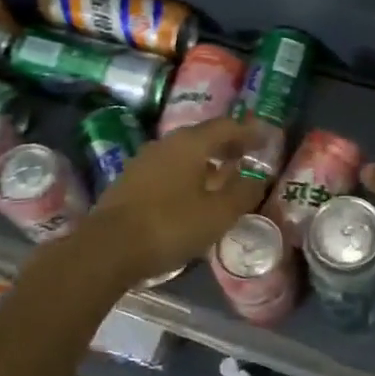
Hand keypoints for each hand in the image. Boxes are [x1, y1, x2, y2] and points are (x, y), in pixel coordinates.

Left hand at [82, 117, 268, 283]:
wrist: (107, 248)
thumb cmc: (170, 225)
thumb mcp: (218, 214)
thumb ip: (243, 192)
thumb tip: (258, 177)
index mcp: (191, 143)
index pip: (227, 127)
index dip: (250, 132)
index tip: (268, 138)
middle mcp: (167, 144)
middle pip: (204, 136)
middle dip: (229, 144)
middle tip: (249, 155)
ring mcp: (145, 161)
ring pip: (185, 153)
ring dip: (207, 160)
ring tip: (224, 175)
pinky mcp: (131, 182)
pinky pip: (169, 169)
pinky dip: (189, 174)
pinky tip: (194, 193)